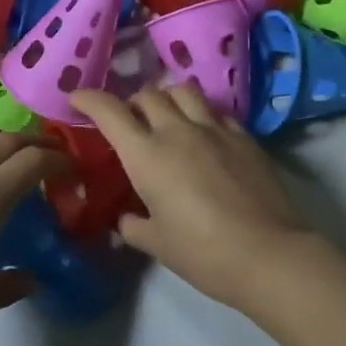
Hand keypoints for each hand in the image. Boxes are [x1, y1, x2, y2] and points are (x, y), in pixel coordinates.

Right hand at [68, 85, 312, 311]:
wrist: (268, 254)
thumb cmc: (202, 252)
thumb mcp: (156, 243)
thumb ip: (133, 226)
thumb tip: (125, 220)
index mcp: (146, 155)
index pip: (109, 111)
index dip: (88, 99)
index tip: (77, 99)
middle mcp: (178, 131)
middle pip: (147, 94)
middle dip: (131, 103)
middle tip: (129, 123)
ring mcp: (215, 130)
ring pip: (184, 91)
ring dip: (167, 99)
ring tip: (167, 119)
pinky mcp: (245, 137)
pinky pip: (216, 111)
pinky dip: (202, 115)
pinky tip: (204, 137)